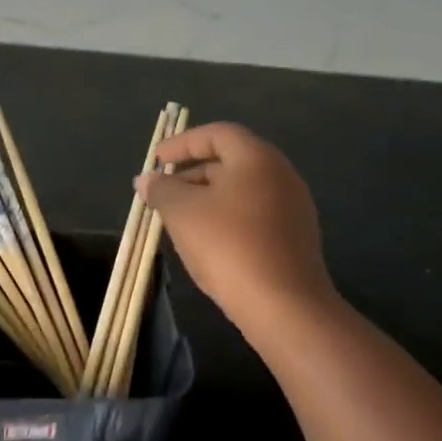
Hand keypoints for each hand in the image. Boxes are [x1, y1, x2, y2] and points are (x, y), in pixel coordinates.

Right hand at [138, 122, 336, 344]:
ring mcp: (293, 207)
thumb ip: (161, 189)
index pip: (216, 133)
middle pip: (229, 161)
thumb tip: (147, 180)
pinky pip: (253, 214)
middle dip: (191, 173)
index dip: (182, 143)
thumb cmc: (228, 245)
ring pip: (240, 191)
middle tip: (162, 191)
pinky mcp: (295, 238)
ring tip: (177, 218)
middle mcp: (280, 174)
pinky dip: (226, 217)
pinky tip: (206, 241)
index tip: (156, 160)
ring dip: (206, 198)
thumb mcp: (182, 212)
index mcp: (256, 158)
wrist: (284, 307)